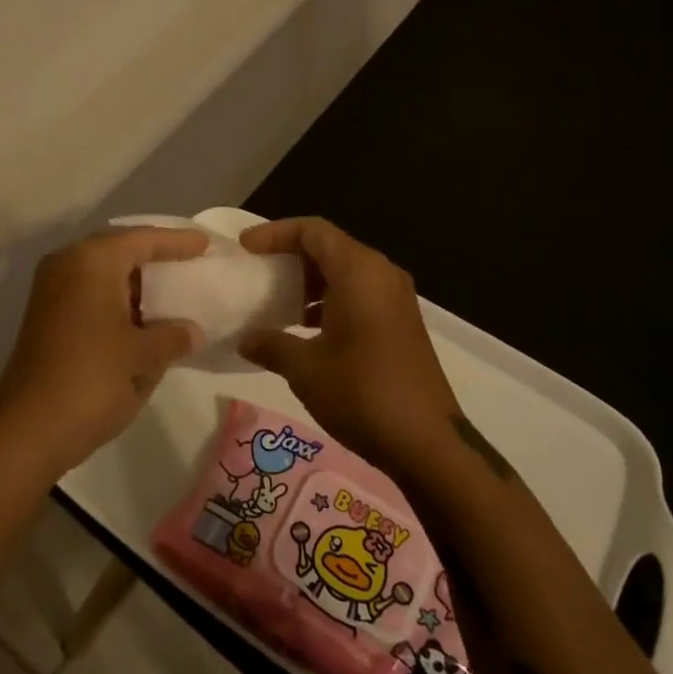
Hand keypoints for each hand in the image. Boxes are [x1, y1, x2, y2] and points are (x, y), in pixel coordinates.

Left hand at [0, 226, 207, 478]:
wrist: (27, 431)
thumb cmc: (92, 381)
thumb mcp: (144, 357)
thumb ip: (173, 336)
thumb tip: (190, 330)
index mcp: (92, 261)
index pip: (142, 239)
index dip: (176, 241)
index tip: (204, 243)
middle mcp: (67, 264)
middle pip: (118, 249)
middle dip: (153, 255)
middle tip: (187, 260)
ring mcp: (50, 291)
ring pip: (102, 272)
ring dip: (134, 280)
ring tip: (170, 289)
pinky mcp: (45, 317)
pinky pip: (89, 292)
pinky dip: (116, 298)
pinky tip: (140, 317)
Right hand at [237, 217, 458, 474]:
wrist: (427, 443)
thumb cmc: (361, 393)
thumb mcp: (305, 368)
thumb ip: (271, 344)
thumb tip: (245, 339)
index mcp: (359, 271)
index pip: (313, 230)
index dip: (276, 233)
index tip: (246, 248)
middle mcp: (381, 275)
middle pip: (330, 247)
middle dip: (291, 256)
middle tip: (258, 272)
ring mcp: (395, 300)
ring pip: (345, 272)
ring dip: (310, 281)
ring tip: (276, 302)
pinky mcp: (401, 324)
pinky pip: (359, 294)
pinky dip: (329, 300)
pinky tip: (305, 329)